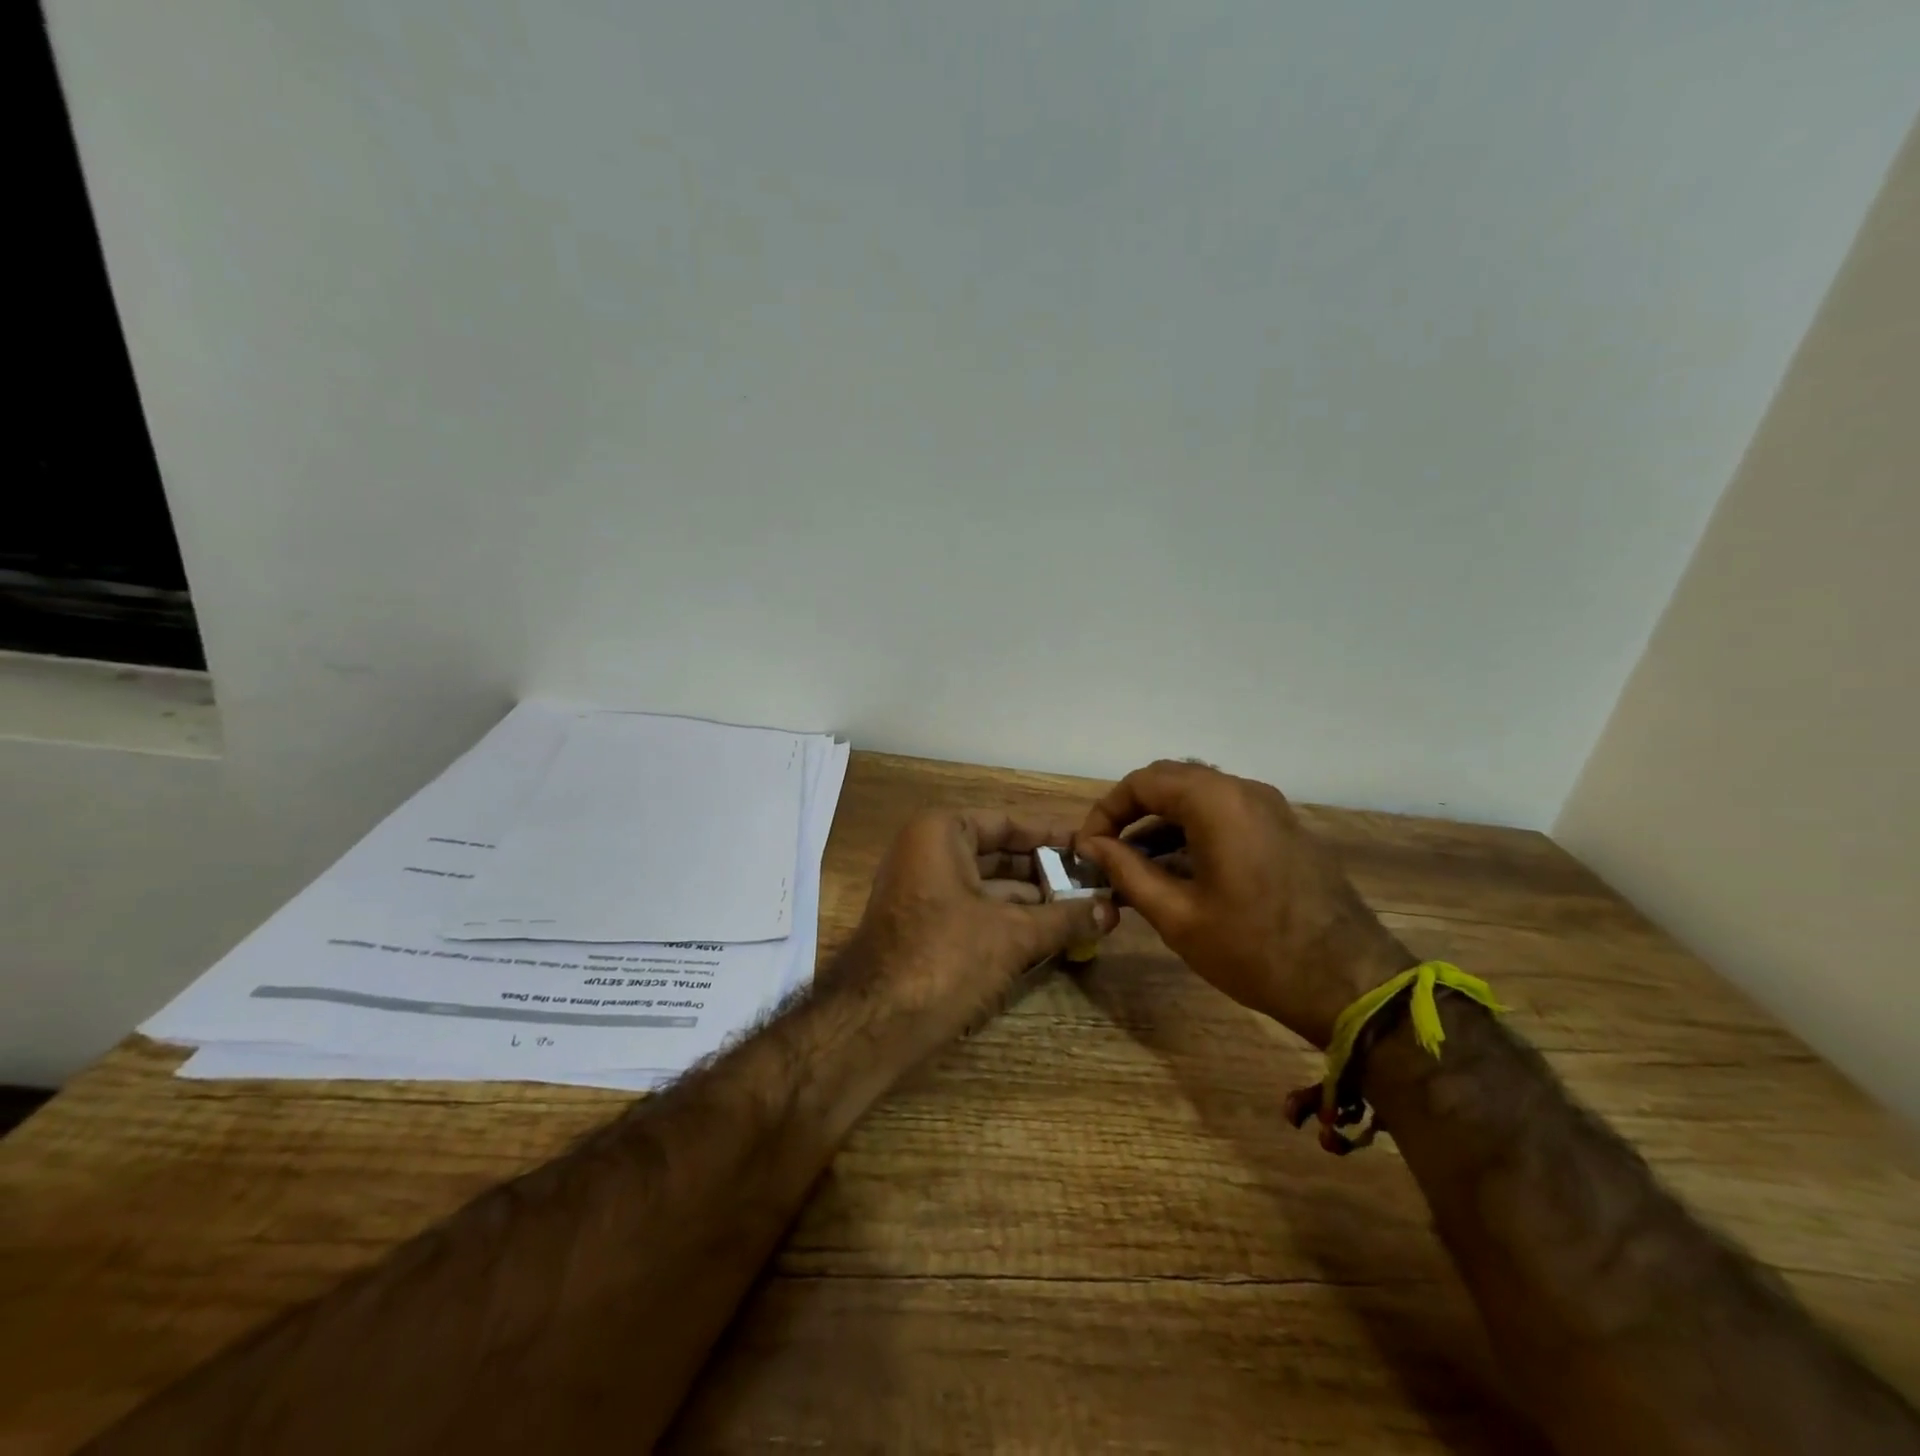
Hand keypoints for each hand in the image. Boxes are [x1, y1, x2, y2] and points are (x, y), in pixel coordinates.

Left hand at [827, 808, 1117, 1048]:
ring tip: (1083, 912)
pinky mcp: (922, 926)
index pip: (1008, 823)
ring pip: (987, 887)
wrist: (874, 1021)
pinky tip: (1049, 936)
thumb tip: (1112, 911)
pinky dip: (1008, 921)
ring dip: (1032, 901)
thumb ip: (1064, 918)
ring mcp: (921, 889)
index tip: (1090, 848)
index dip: (1052, 837)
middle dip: (1046, 873)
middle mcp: (926, 851)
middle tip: (1094, 885)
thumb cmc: (945, 957)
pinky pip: (973, 911)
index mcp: (941, 832)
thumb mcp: (1013, 934)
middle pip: (998, 854)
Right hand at [1074, 761, 1412, 1047]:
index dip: (1106, 810)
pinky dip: (1192, 831)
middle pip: (1170, 781)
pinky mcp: (1284, 830)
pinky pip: (1225, 814)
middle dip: (1131, 813)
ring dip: (1161, 823)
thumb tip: (1092, 846)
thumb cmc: (1255, 951)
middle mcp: (1244, 791)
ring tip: (1134, 867)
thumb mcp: (1178, 916)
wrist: (1351, 982)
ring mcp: (1270, 808)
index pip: (1143, 782)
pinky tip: (1176, 871)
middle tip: (1106, 853)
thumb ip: (1127, 871)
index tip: (1087, 847)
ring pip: (1198, 797)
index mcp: (1216, 802)